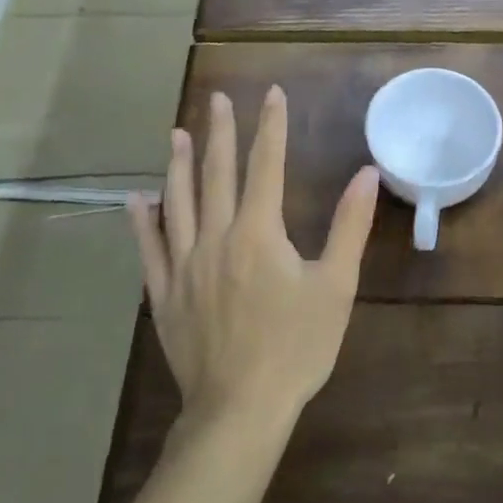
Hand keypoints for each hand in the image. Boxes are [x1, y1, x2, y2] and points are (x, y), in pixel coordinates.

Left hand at [130, 86, 379, 429]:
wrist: (240, 409)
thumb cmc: (295, 347)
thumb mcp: (335, 286)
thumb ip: (349, 226)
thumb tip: (366, 173)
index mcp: (259, 231)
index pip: (266, 165)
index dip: (271, 126)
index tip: (271, 94)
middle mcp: (217, 237)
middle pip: (216, 173)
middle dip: (219, 132)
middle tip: (216, 99)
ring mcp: (184, 265)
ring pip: (178, 202)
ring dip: (178, 164)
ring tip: (176, 133)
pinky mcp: (165, 293)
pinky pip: (149, 248)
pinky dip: (142, 221)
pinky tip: (136, 200)